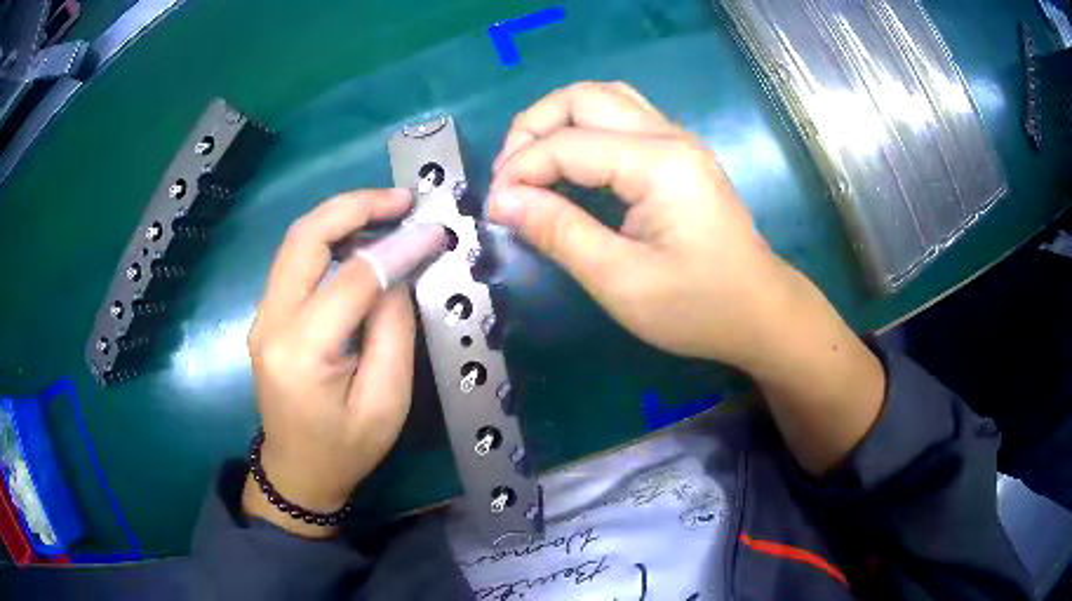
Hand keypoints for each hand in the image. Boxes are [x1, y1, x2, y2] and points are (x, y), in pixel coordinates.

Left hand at [244, 189, 415, 536]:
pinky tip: (360, 239)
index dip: (397, 248)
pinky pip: (296, 260)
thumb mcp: (386, 402)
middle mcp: (271, 322)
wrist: (297, 472)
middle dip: (355, 206)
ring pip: (297, 240)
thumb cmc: (346, 449)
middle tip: (401, 199)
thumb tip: (400, 270)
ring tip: (387, 212)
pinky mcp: (268, 314)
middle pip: (305, 237)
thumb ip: (394, 330)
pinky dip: (329, 237)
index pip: (353, 278)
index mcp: (301, 352)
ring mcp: (263, 315)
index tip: (435, 231)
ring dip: (341, 216)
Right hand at [489, 82, 884, 474]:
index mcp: (659, 164)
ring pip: (603, 99)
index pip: (568, 144)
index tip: (494, 209)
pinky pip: (620, 118)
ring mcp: (677, 140)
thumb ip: (560, 233)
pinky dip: (582, 130)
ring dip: (557, 121)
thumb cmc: (699, 307)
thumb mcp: (622, 282)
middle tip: (509, 177)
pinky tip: (568, 164)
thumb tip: (502, 201)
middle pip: (584, 97)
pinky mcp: (677, 154)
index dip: (519, 170)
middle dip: (533, 128)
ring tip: (531, 164)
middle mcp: (669, 136)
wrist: (760, 312)